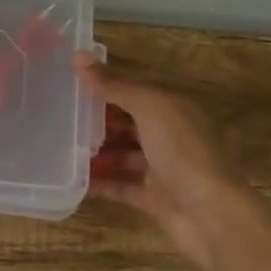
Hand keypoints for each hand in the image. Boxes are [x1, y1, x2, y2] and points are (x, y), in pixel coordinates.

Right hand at [75, 54, 270, 270]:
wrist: (212, 216)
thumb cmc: (183, 152)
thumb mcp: (149, 109)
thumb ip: (114, 85)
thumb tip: (77, 55)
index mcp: (172, 108)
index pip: (133, 89)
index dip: (104, 84)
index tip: (67, 82)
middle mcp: (168, 135)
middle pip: (126, 122)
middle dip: (96, 119)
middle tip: (58, 116)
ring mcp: (161, 168)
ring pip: (122, 154)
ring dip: (95, 151)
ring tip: (60, 147)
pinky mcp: (153, 198)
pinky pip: (120, 186)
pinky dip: (99, 183)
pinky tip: (72, 179)